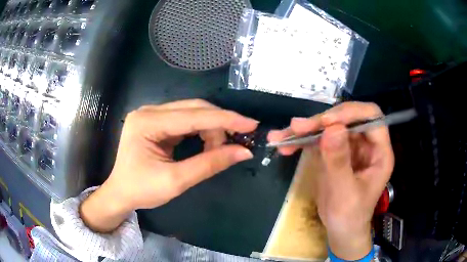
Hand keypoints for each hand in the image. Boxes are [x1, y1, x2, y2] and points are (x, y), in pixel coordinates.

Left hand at [80, 99, 257, 232]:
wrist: (121, 193)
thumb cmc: (141, 190)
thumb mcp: (176, 181)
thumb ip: (209, 164)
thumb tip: (243, 152)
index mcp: (147, 122)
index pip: (193, 115)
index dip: (225, 119)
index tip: (251, 124)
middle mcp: (149, 111)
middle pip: (194, 109)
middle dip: (219, 125)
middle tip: (236, 142)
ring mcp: (152, 115)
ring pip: (192, 112)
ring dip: (211, 128)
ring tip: (218, 148)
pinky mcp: (156, 121)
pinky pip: (186, 119)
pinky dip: (202, 130)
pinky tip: (208, 143)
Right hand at [268, 102, 393, 259]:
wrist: (340, 229)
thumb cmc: (349, 216)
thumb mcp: (345, 193)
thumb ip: (339, 162)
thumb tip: (332, 129)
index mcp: (379, 151)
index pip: (371, 117)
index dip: (350, 113)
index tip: (325, 123)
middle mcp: (366, 144)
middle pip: (346, 118)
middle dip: (320, 122)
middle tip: (296, 128)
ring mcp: (349, 147)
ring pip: (328, 126)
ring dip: (305, 129)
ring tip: (281, 136)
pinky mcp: (334, 152)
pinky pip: (317, 139)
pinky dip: (300, 140)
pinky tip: (283, 143)